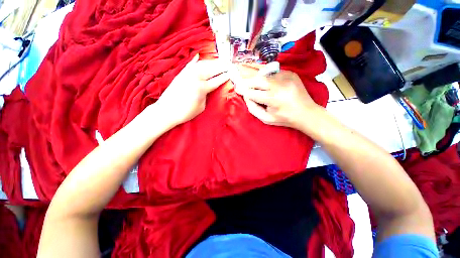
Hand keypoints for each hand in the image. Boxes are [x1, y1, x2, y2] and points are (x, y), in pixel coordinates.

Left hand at [155, 54, 228, 125]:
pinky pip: (189, 65)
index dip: (224, 77)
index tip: (231, 73)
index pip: (216, 81)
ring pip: (202, 65)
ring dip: (211, 62)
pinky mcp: (181, 74)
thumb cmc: (186, 112)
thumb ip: (206, 95)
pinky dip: (195, 60)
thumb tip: (208, 88)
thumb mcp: (201, 107)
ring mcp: (187, 74)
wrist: (166, 111)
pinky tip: (198, 56)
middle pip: (211, 70)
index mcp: (201, 88)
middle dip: (221, 67)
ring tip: (218, 61)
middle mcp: (195, 77)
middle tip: (228, 64)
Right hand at [237, 67, 321, 131]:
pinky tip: (257, 72)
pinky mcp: (290, 73)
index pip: (251, 92)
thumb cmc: (284, 118)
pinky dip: (263, 72)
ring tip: (241, 67)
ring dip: (252, 72)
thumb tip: (246, 96)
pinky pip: (272, 71)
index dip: (242, 90)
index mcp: (272, 98)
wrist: (306, 113)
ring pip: (263, 72)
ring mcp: (286, 76)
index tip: (236, 88)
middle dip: (245, 79)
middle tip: (236, 76)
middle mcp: (278, 85)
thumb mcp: (266, 119)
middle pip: (256, 79)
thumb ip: (253, 108)